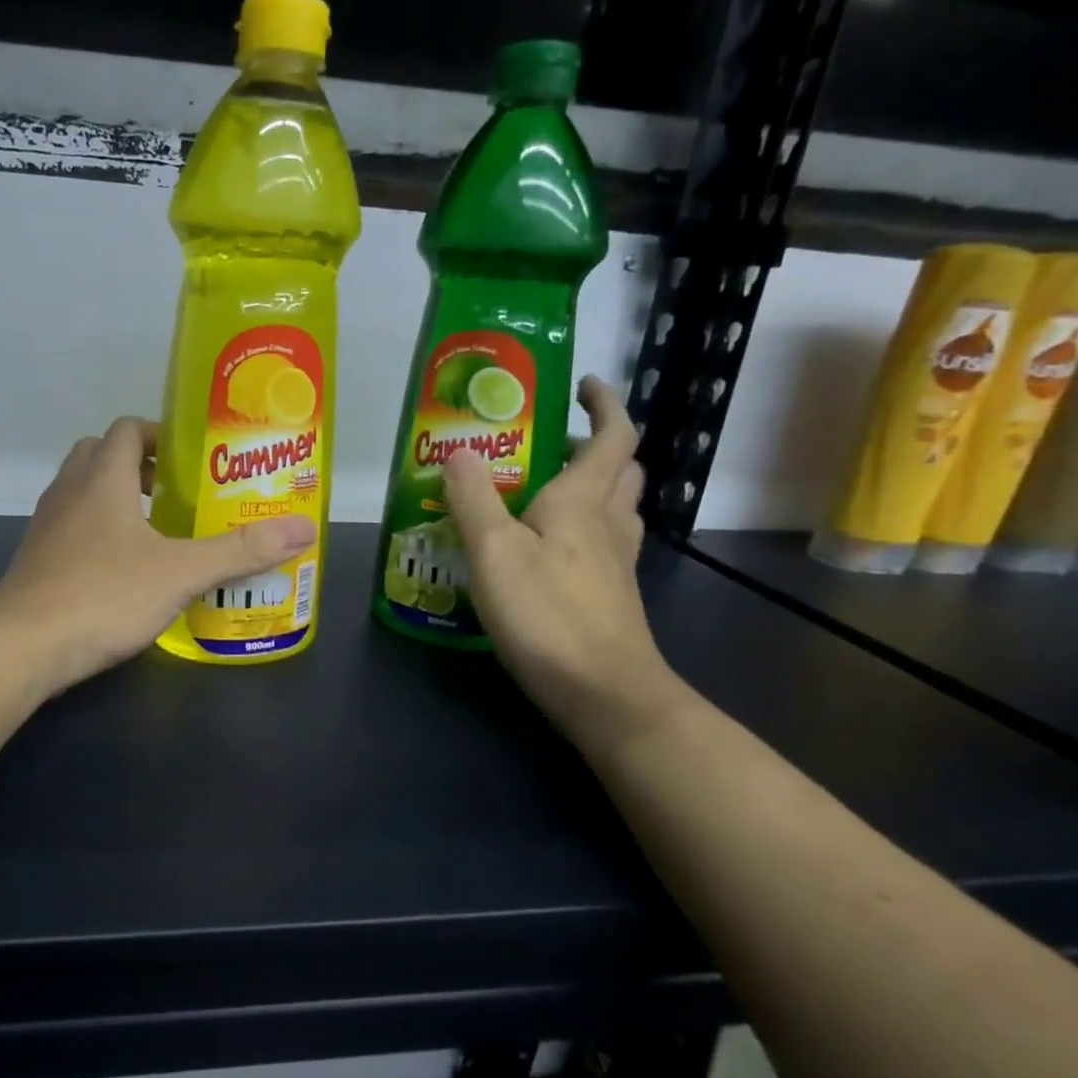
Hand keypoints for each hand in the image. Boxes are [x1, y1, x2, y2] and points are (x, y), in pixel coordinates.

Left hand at [0, 416, 317, 690]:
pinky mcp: (35, 560)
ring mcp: (45, 527)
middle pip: (98, 454)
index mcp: (102, 478)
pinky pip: (69, 527)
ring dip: (113, 498)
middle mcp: (68, 492)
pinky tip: (121, 569)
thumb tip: (305, 529)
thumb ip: (241, 551)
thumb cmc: (103, 595)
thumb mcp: (181, 573)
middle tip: (173, 492)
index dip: (158, 434)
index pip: (126, 429)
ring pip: (80, 491)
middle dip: (136, 464)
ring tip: (153, 530)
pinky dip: (95, 532)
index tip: (190, 457)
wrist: (21, 647)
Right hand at [442, 375, 671, 731]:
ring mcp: (616, 563)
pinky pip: (604, 542)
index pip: (612, 436)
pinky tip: (548, 548)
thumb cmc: (547, 614)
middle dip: (595, 444)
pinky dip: (584, 527)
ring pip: (616, 507)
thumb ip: (474, 499)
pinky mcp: (611, 596)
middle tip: (552, 441)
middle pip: (620, 470)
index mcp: (583, 501)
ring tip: (545, 489)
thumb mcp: (494, 552)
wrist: (604, 692)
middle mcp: (609, 524)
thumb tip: (457, 450)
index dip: (604, 404)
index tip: (582, 384)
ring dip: (593, 485)